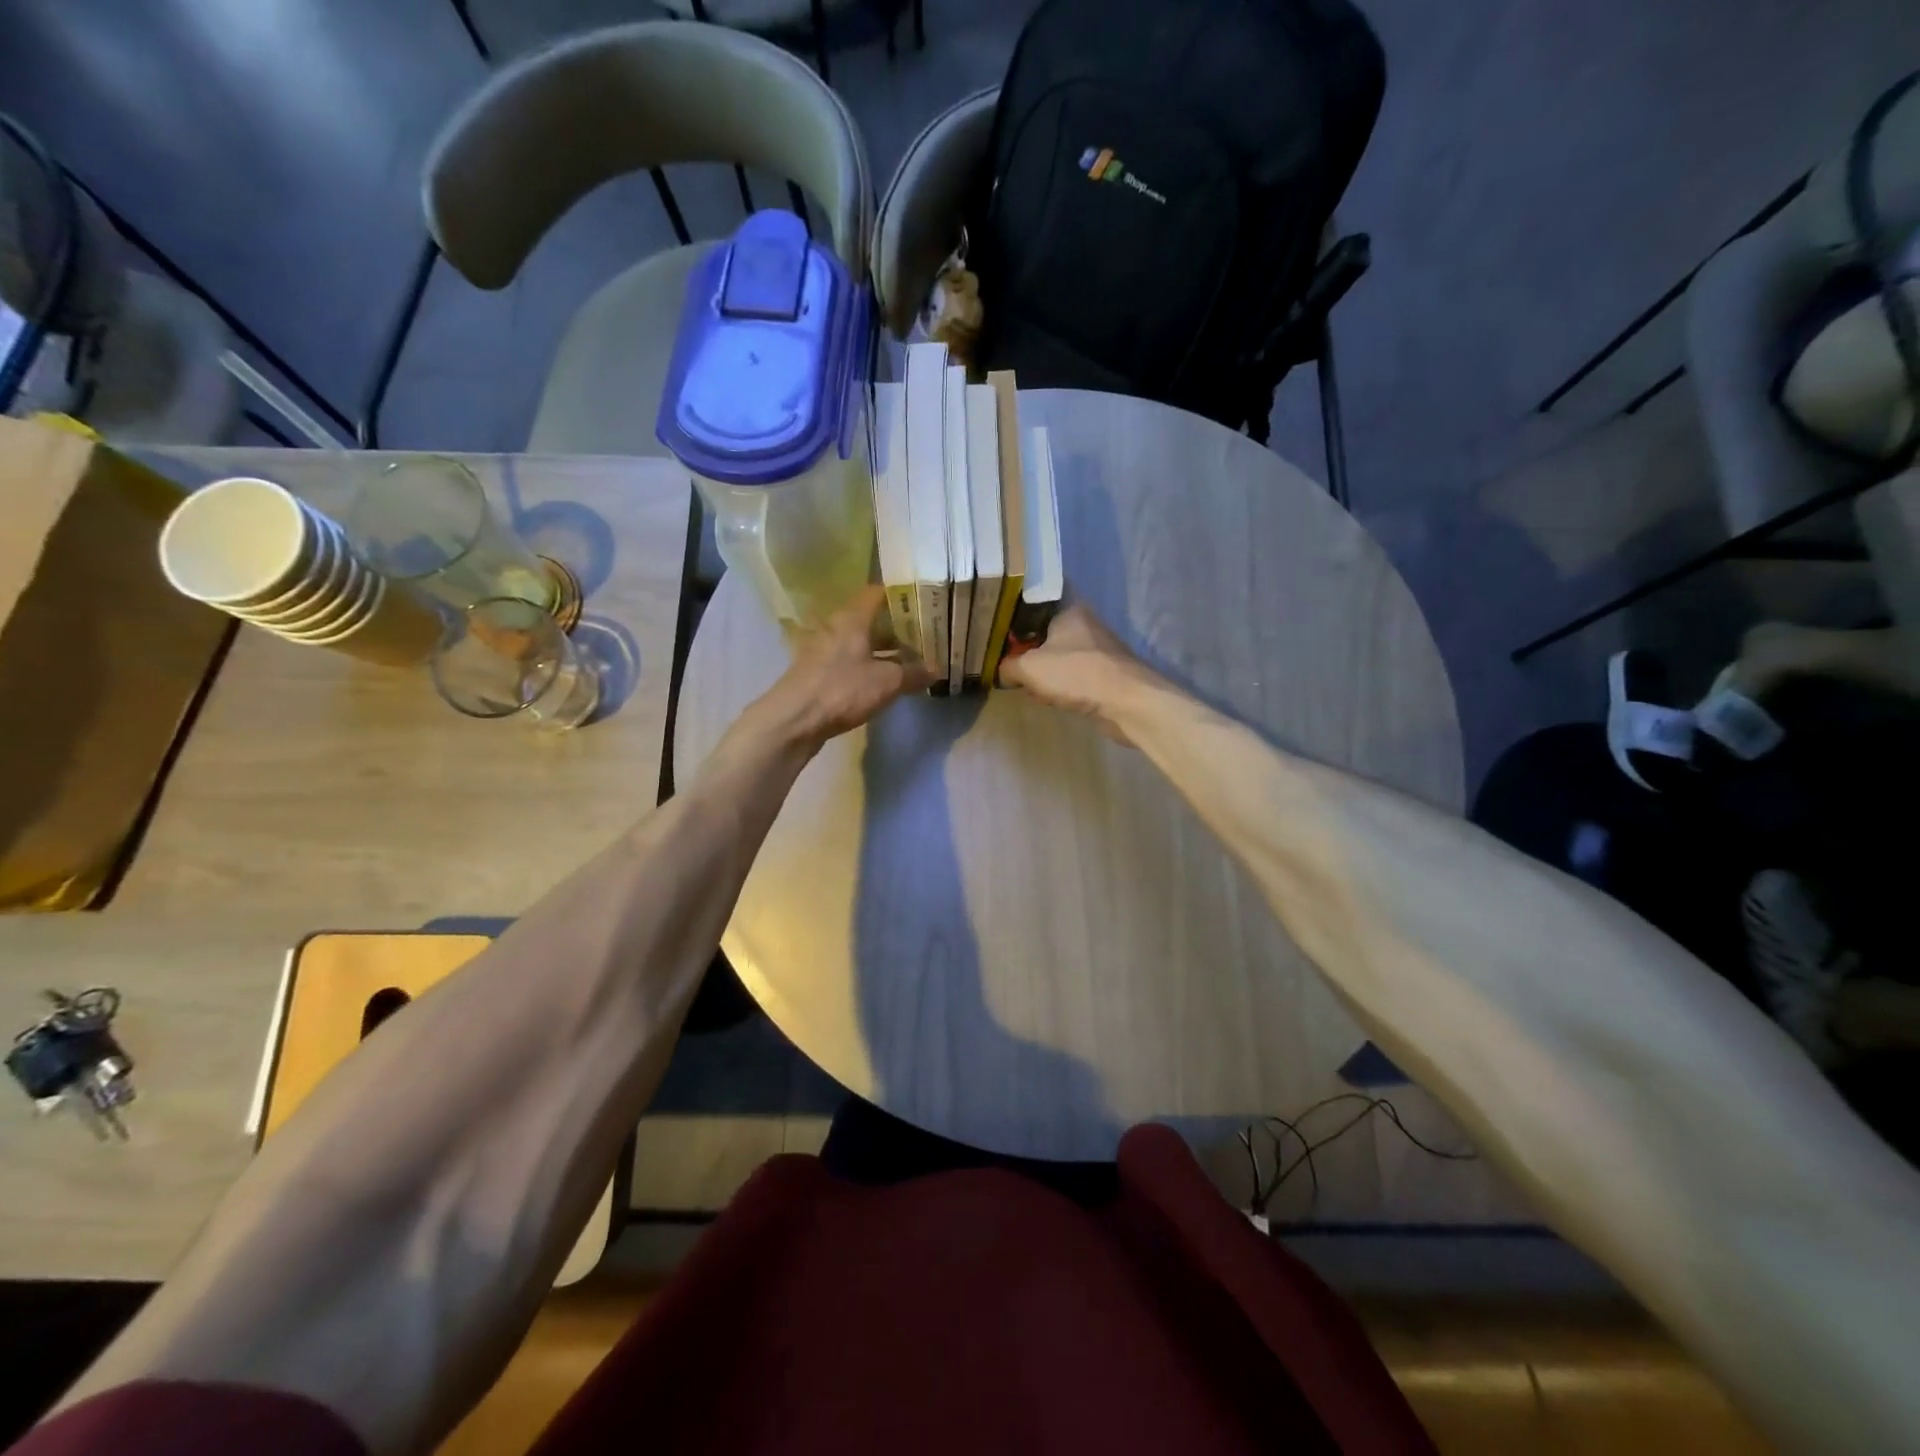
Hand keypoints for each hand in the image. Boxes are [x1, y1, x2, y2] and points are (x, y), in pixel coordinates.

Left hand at [747, 585, 935, 748]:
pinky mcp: (818, 672)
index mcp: (852, 618)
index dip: (901, 595)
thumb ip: (914, 673)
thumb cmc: (842, 690)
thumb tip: (937, 669)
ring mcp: (824, 650)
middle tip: (924, 636)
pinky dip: (868, 665)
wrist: (793, 720)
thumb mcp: (887, 682)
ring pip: (860, 642)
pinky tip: (884, 680)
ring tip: (910, 660)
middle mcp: (836, 627)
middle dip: (897, 627)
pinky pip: (850, 661)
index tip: (924, 602)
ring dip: (883, 649)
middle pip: (870, 619)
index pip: (877, 593)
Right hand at [997, 602, 1158, 742]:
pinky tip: (1048, 697)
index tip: (997, 624)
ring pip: (1057, 654)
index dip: (1014, 611)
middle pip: (1044, 629)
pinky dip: (1058, 683)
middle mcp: (1084, 623)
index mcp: (1068, 608)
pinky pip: (1071, 673)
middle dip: (1025, 647)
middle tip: (1004, 659)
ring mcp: (1096, 648)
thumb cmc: (1076, 673)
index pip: (1036, 599)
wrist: (1127, 702)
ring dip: (1041, 669)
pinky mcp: (1103, 672)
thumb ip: (1008, 666)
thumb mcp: (1029, 668)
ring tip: (1024, 683)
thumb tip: (1000, 671)